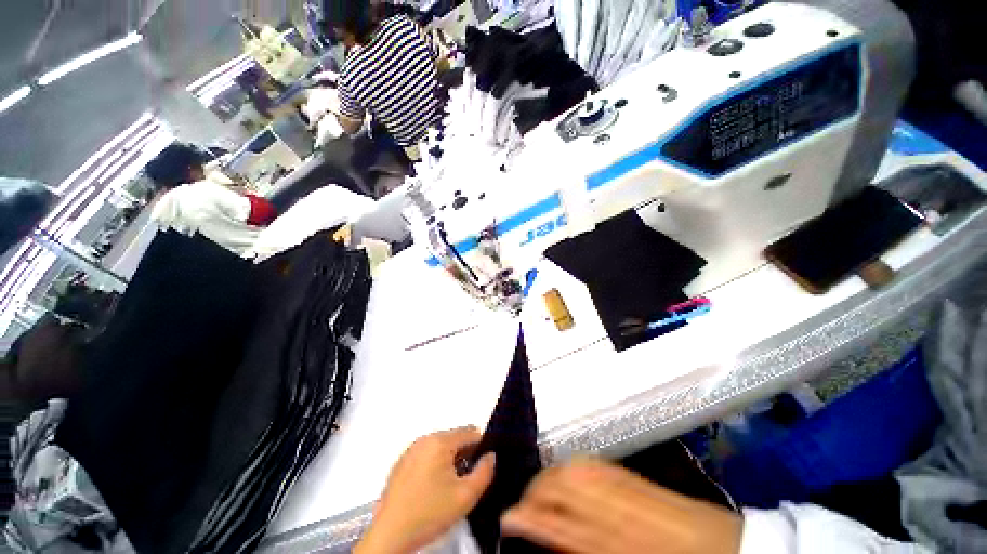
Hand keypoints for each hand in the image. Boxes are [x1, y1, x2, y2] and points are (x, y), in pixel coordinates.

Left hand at [356, 427, 495, 553]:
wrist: (390, 535)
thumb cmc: (429, 513)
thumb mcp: (465, 496)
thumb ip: (485, 472)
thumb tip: (491, 456)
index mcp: (439, 441)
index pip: (470, 432)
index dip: (482, 447)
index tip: (482, 467)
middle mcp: (424, 439)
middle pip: (455, 438)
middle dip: (465, 455)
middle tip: (467, 480)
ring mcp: (411, 450)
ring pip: (441, 447)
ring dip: (451, 460)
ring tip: (451, 486)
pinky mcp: (401, 463)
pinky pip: (427, 455)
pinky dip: (435, 465)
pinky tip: (433, 489)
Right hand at [501, 458, 741, 553]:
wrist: (735, 551)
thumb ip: (586, 548)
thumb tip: (552, 537)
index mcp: (628, 543)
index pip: (569, 524)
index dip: (533, 517)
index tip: (508, 516)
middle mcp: (630, 509)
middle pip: (572, 483)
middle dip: (538, 489)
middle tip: (521, 502)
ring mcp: (638, 487)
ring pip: (583, 468)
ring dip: (554, 475)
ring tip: (537, 487)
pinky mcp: (643, 477)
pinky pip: (599, 465)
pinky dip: (575, 467)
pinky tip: (566, 474)